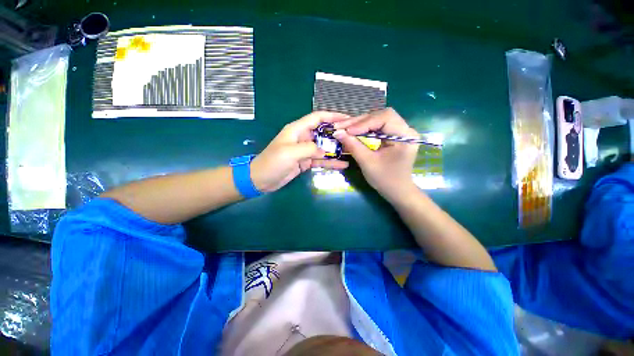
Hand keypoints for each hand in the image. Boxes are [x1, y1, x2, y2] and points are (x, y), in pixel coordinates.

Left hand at [251, 111, 349, 192]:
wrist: (261, 179)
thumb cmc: (272, 162)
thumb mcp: (290, 152)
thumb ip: (309, 148)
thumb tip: (324, 151)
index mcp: (297, 130)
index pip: (317, 118)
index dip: (332, 116)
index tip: (347, 119)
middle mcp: (302, 138)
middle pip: (323, 132)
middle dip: (337, 134)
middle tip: (353, 137)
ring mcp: (304, 150)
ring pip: (323, 147)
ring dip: (336, 149)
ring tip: (351, 151)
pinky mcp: (305, 161)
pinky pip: (320, 160)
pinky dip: (330, 162)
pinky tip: (342, 165)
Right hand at [333, 108, 418, 201]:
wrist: (397, 190)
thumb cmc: (385, 179)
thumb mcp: (367, 162)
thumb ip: (353, 145)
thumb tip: (337, 132)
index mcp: (405, 137)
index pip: (385, 118)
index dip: (364, 122)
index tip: (347, 131)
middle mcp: (406, 129)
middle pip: (381, 116)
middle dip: (360, 121)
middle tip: (341, 127)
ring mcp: (401, 131)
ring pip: (378, 119)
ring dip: (360, 123)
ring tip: (345, 128)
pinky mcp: (394, 135)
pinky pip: (378, 126)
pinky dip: (364, 128)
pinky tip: (353, 131)